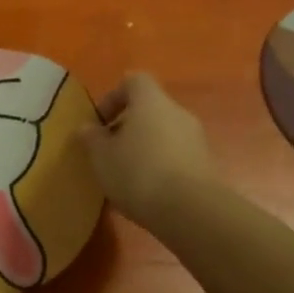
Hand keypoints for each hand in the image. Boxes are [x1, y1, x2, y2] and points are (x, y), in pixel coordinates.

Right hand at [78, 72, 218, 224]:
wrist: (191, 211)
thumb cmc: (138, 173)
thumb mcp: (102, 157)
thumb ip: (92, 138)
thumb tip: (87, 128)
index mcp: (151, 101)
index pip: (133, 81)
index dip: (114, 96)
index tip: (100, 122)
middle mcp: (177, 112)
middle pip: (149, 108)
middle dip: (127, 127)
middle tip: (110, 151)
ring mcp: (196, 138)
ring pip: (163, 133)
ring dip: (144, 147)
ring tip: (127, 175)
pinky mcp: (206, 164)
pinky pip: (176, 154)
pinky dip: (161, 164)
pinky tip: (148, 190)